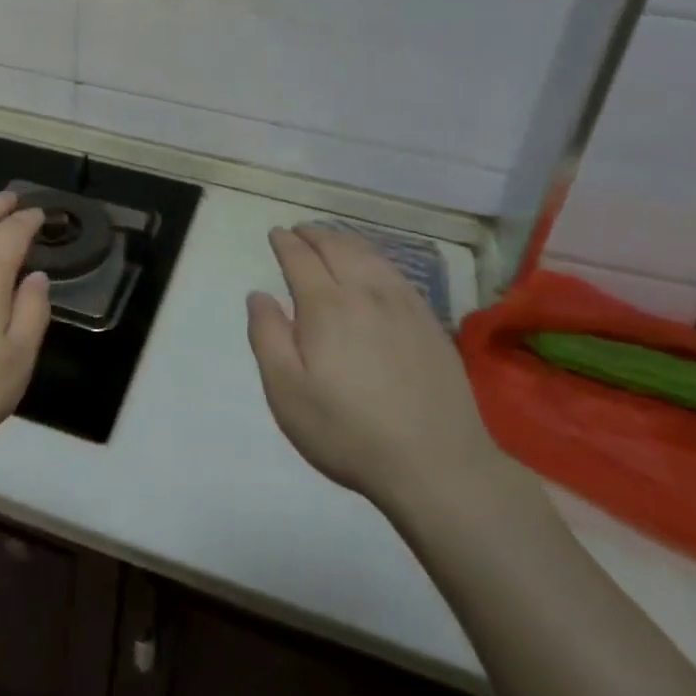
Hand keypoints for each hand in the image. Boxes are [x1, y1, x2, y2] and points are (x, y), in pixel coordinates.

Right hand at [247, 226, 499, 506]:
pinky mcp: (429, 321)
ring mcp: (403, 304)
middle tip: (299, 231)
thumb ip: (267, 337)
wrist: (437, 464)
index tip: (276, 234)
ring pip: (369, 255)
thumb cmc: (348, 431)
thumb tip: (258, 295)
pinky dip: (374, 257)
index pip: (300, 258)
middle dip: (314, 234)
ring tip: (331, 240)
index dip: (285, 242)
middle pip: (337, 247)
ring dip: (344, 240)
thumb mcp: (287, 393)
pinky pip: (396, 271)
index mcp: (326, 306)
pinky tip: (372, 266)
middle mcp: (365, 292)